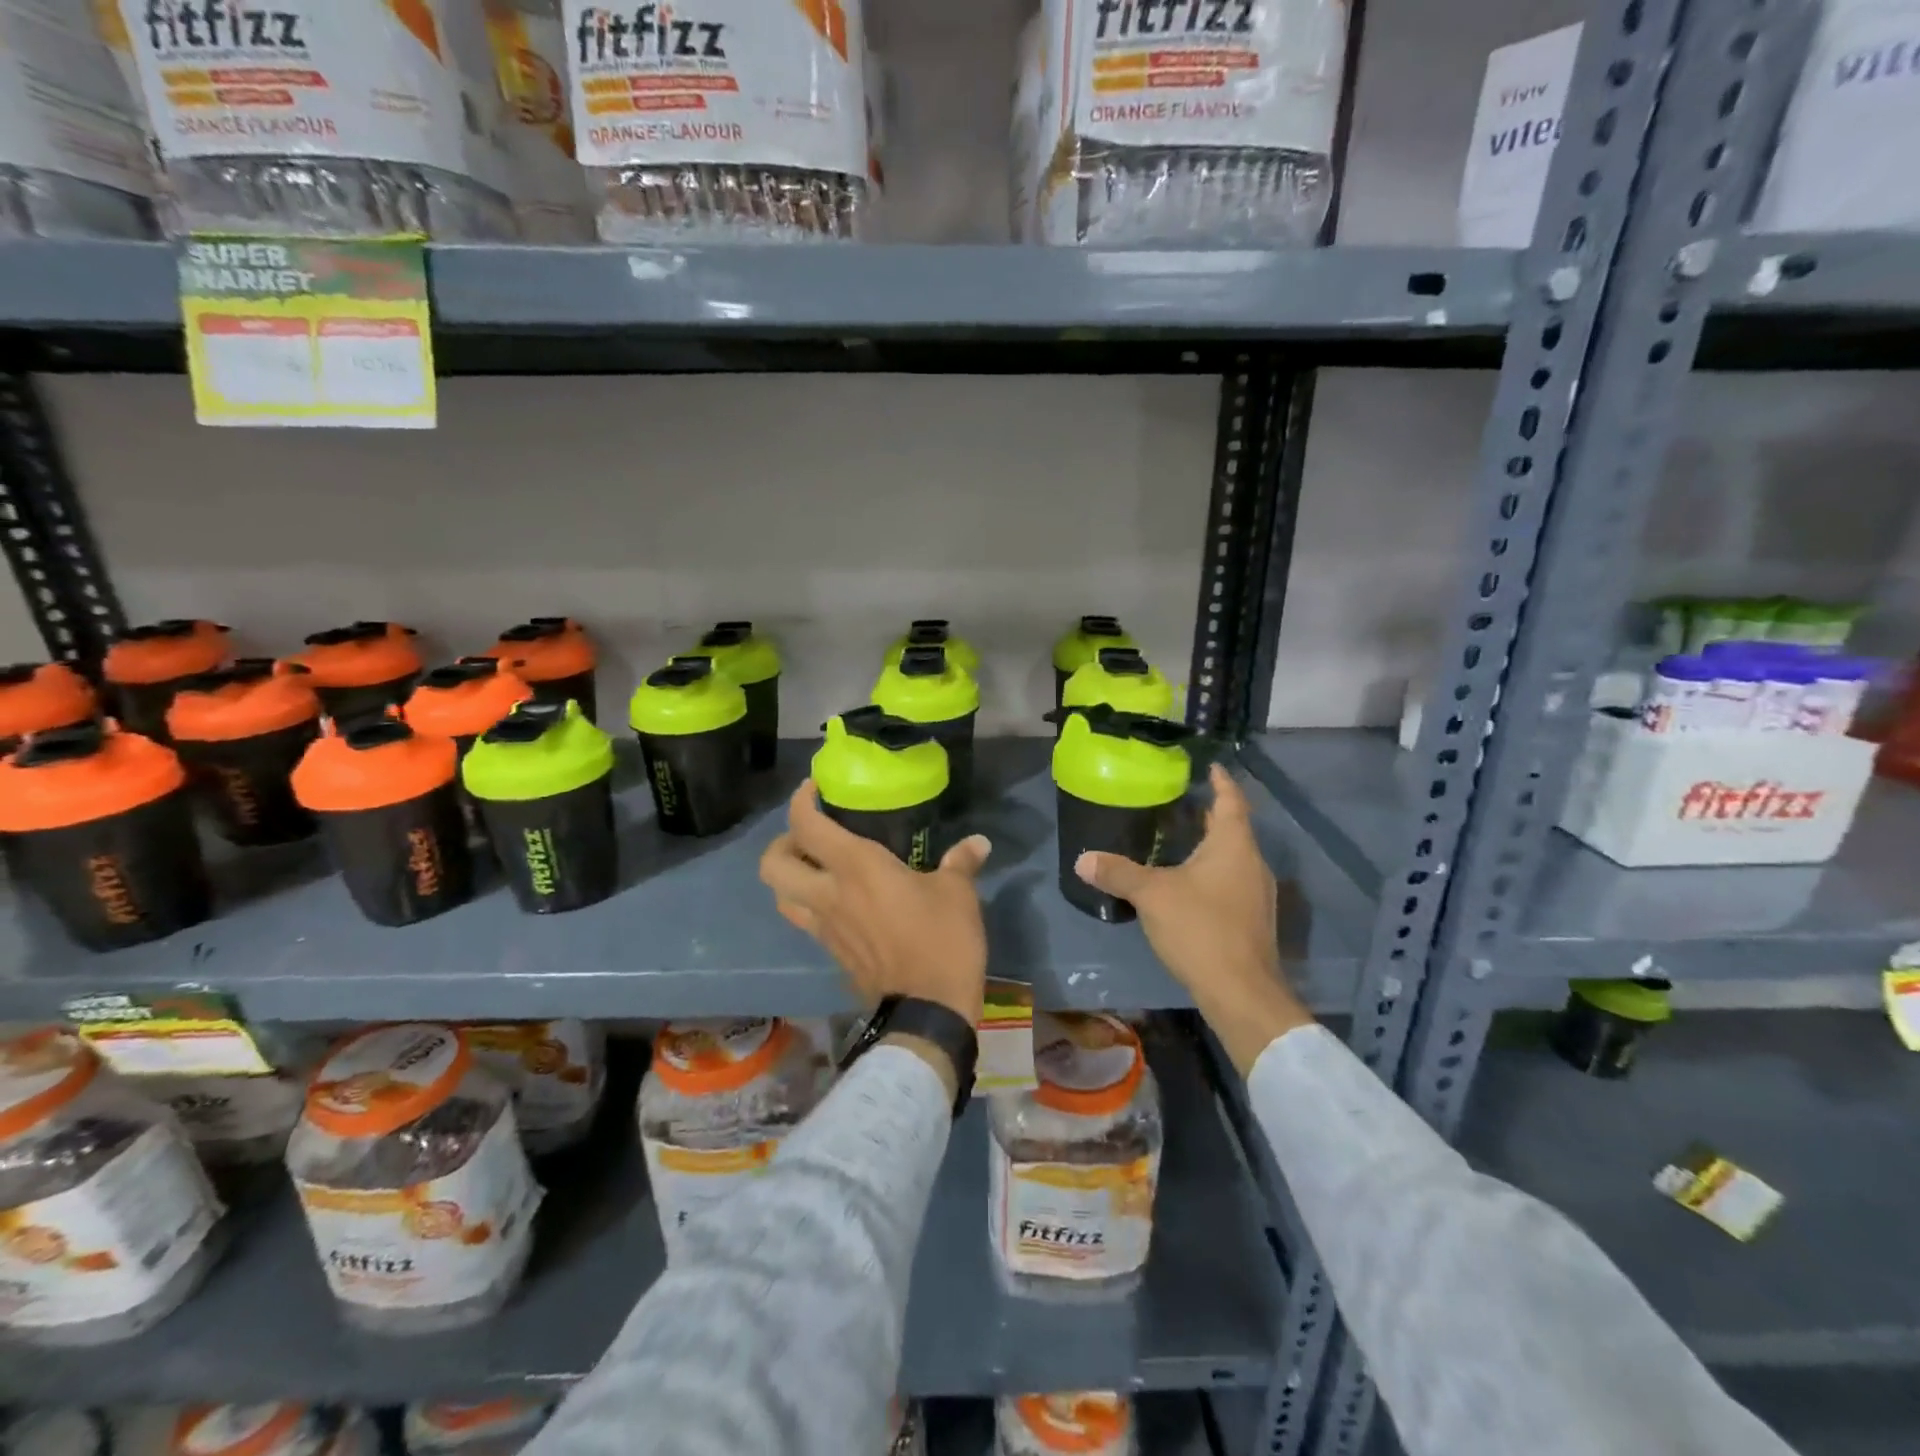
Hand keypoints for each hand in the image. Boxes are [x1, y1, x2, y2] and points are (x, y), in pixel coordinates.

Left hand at [759, 780, 991, 1024]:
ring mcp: (824, 928)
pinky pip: (805, 922)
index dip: (801, 801)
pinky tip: (841, 902)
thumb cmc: (941, 940)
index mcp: (856, 869)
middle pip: (772, 865)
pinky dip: (810, 905)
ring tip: (817, 869)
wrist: (928, 1011)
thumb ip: (961, 862)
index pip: (807, 826)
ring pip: (781, 897)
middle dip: (781, 843)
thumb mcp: (958, 894)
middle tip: (809, 836)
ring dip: (789, 878)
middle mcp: (829, 895)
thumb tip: (978, 843)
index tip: (815, 789)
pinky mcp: (832, 953)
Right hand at [1074, 763, 1311, 1073]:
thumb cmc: (1201, 929)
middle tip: (1180, 802)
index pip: (1231, 800)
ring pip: (1233, 857)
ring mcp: (1257, 893)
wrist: (1242, 992)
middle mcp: (1252, 863)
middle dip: (1209, 814)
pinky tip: (1189, 884)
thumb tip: (1082, 859)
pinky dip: (1213, 872)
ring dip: (1211, 845)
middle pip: (1233, 828)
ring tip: (1180, 839)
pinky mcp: (1252, 919)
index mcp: (1233, 845)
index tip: (1210, 766)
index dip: (1221, 781)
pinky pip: (1233, 881)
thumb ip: (1118, 873)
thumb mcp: (1152, 896)